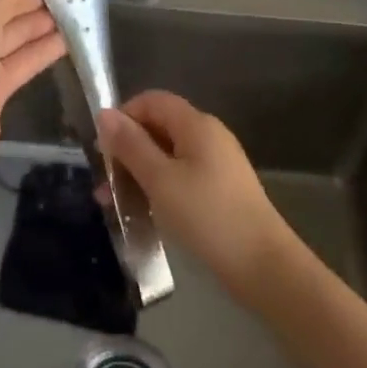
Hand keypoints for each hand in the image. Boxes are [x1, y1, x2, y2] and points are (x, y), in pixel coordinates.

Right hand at [99, 92, 298, 304]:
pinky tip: (146, 214)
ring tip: (116, 205)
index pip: (152, 100)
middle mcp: (209, 136)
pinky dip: (160, 188)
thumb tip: (104, 114)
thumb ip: (131, 145)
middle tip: (105, 183)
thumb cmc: (207, 216)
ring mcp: (218, 164)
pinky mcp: (222, 190)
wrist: (263, 267)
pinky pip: (182, 176)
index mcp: (196, 124)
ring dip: (140, 173)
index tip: (103, 148)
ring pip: (169, 156)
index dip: (124, 116)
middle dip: (128, 150)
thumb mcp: (160, 180)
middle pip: (160, 127)